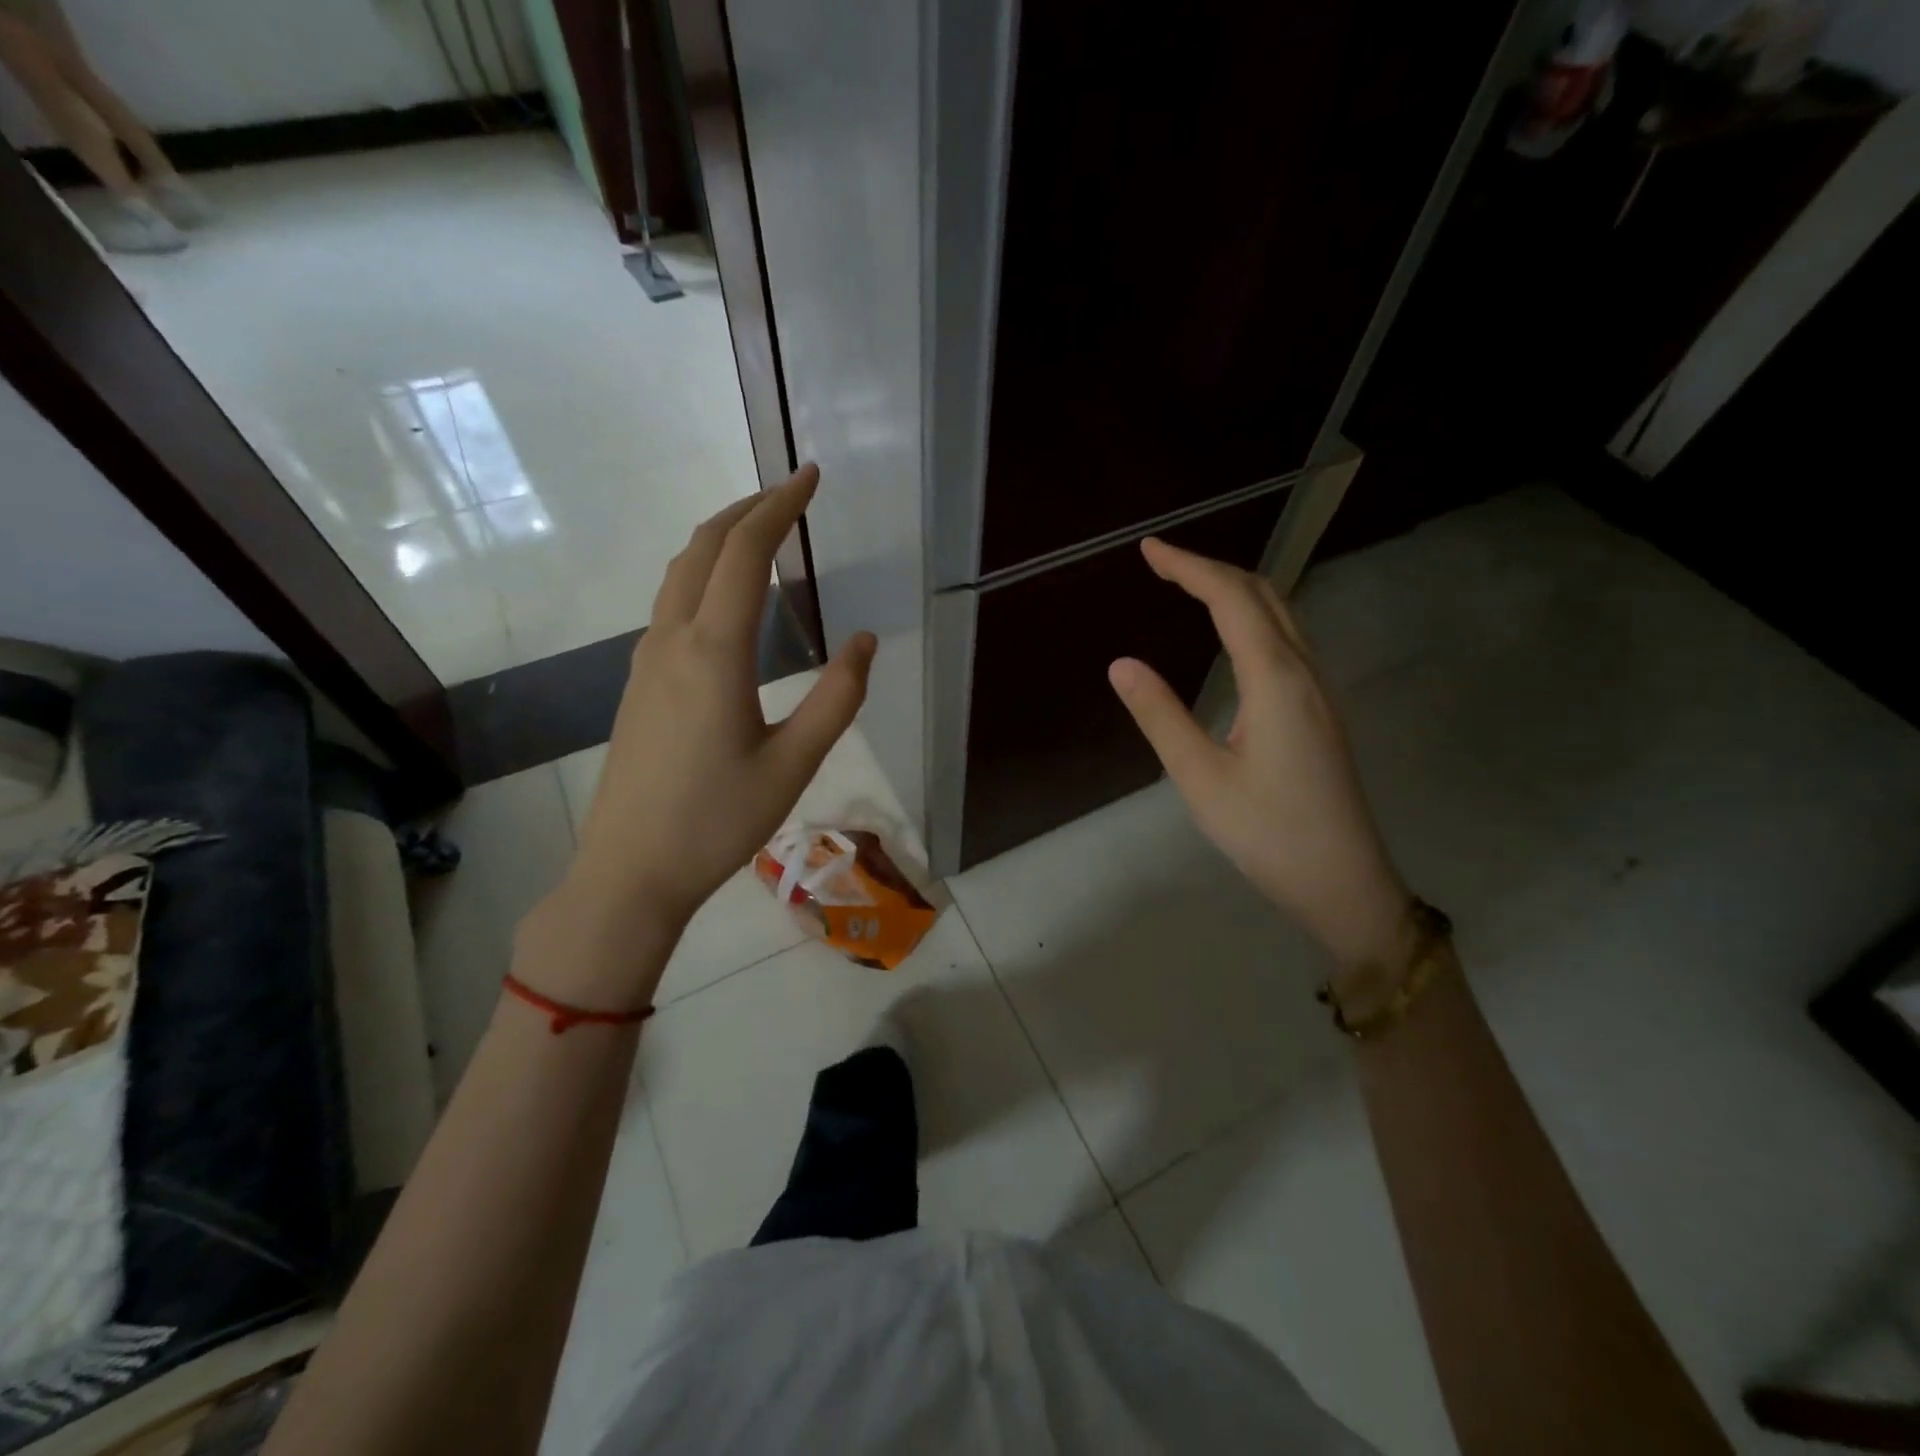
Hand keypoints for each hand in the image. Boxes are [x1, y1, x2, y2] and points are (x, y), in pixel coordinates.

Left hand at [555, 465, 875, 957]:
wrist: (630, 871)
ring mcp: (646, 660)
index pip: (745, 553)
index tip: (810, 476)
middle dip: (747, 509)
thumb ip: (836, 699)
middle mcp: (672, 641)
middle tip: (789, 492)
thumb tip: (865, 642)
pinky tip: (726, 598)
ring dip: (720, 539)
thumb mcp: (793, 764)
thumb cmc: (717, 821)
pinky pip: (670, 604)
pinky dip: (703, 574)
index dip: (779, 506)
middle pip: (703, 547)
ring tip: (761, 532)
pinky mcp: (638, 683)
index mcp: (714, 652)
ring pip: (679, 572)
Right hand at [1108, 537, 1410, 969]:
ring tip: (1188, 586)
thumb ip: (1161, 716)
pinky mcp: (1320, 709)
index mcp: (1275, 680)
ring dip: (1235, 588)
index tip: (1148, 550)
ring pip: (1281, 614)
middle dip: (1211, 567)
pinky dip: (1251, 616)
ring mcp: (1319, 690)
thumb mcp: (1201, 779)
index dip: (1189, 567)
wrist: (1345, 882)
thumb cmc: (1268, 834)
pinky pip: (1286, 639)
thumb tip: (1121, 663)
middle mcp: (1304, 671)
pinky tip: (1231, 634)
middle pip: (1263, 594)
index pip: (1231, 600)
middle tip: (1161, 562)